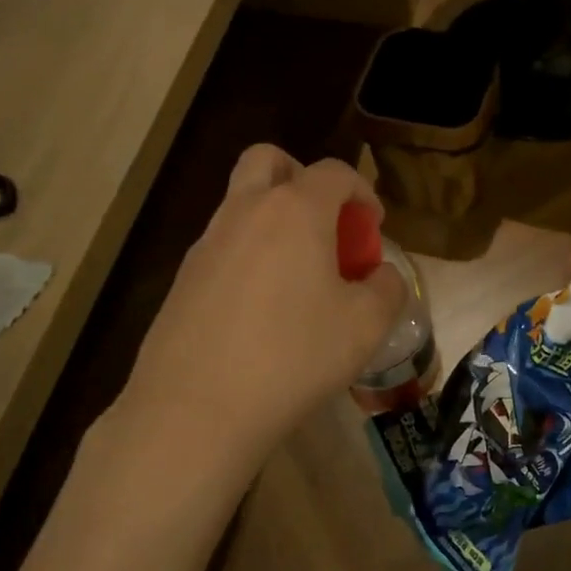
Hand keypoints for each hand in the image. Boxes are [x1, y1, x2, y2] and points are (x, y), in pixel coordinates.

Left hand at [118, 146, 405, 473]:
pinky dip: (249, 255)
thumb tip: (382, 275)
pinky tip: (262, 309)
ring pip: (241, 203)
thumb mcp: (365, 326)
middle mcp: (246, 211)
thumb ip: (387, 289)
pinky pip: (223, 245)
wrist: (195, 410)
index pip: (335, 172)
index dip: (362, 191)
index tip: (373, 227)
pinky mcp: (182, 278)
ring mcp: (207, 243)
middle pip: (270, 161)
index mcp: (295, 211)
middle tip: (324, 223)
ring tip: (299, 275)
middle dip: (303, 178)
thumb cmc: (293, 356)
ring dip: (274, 219)